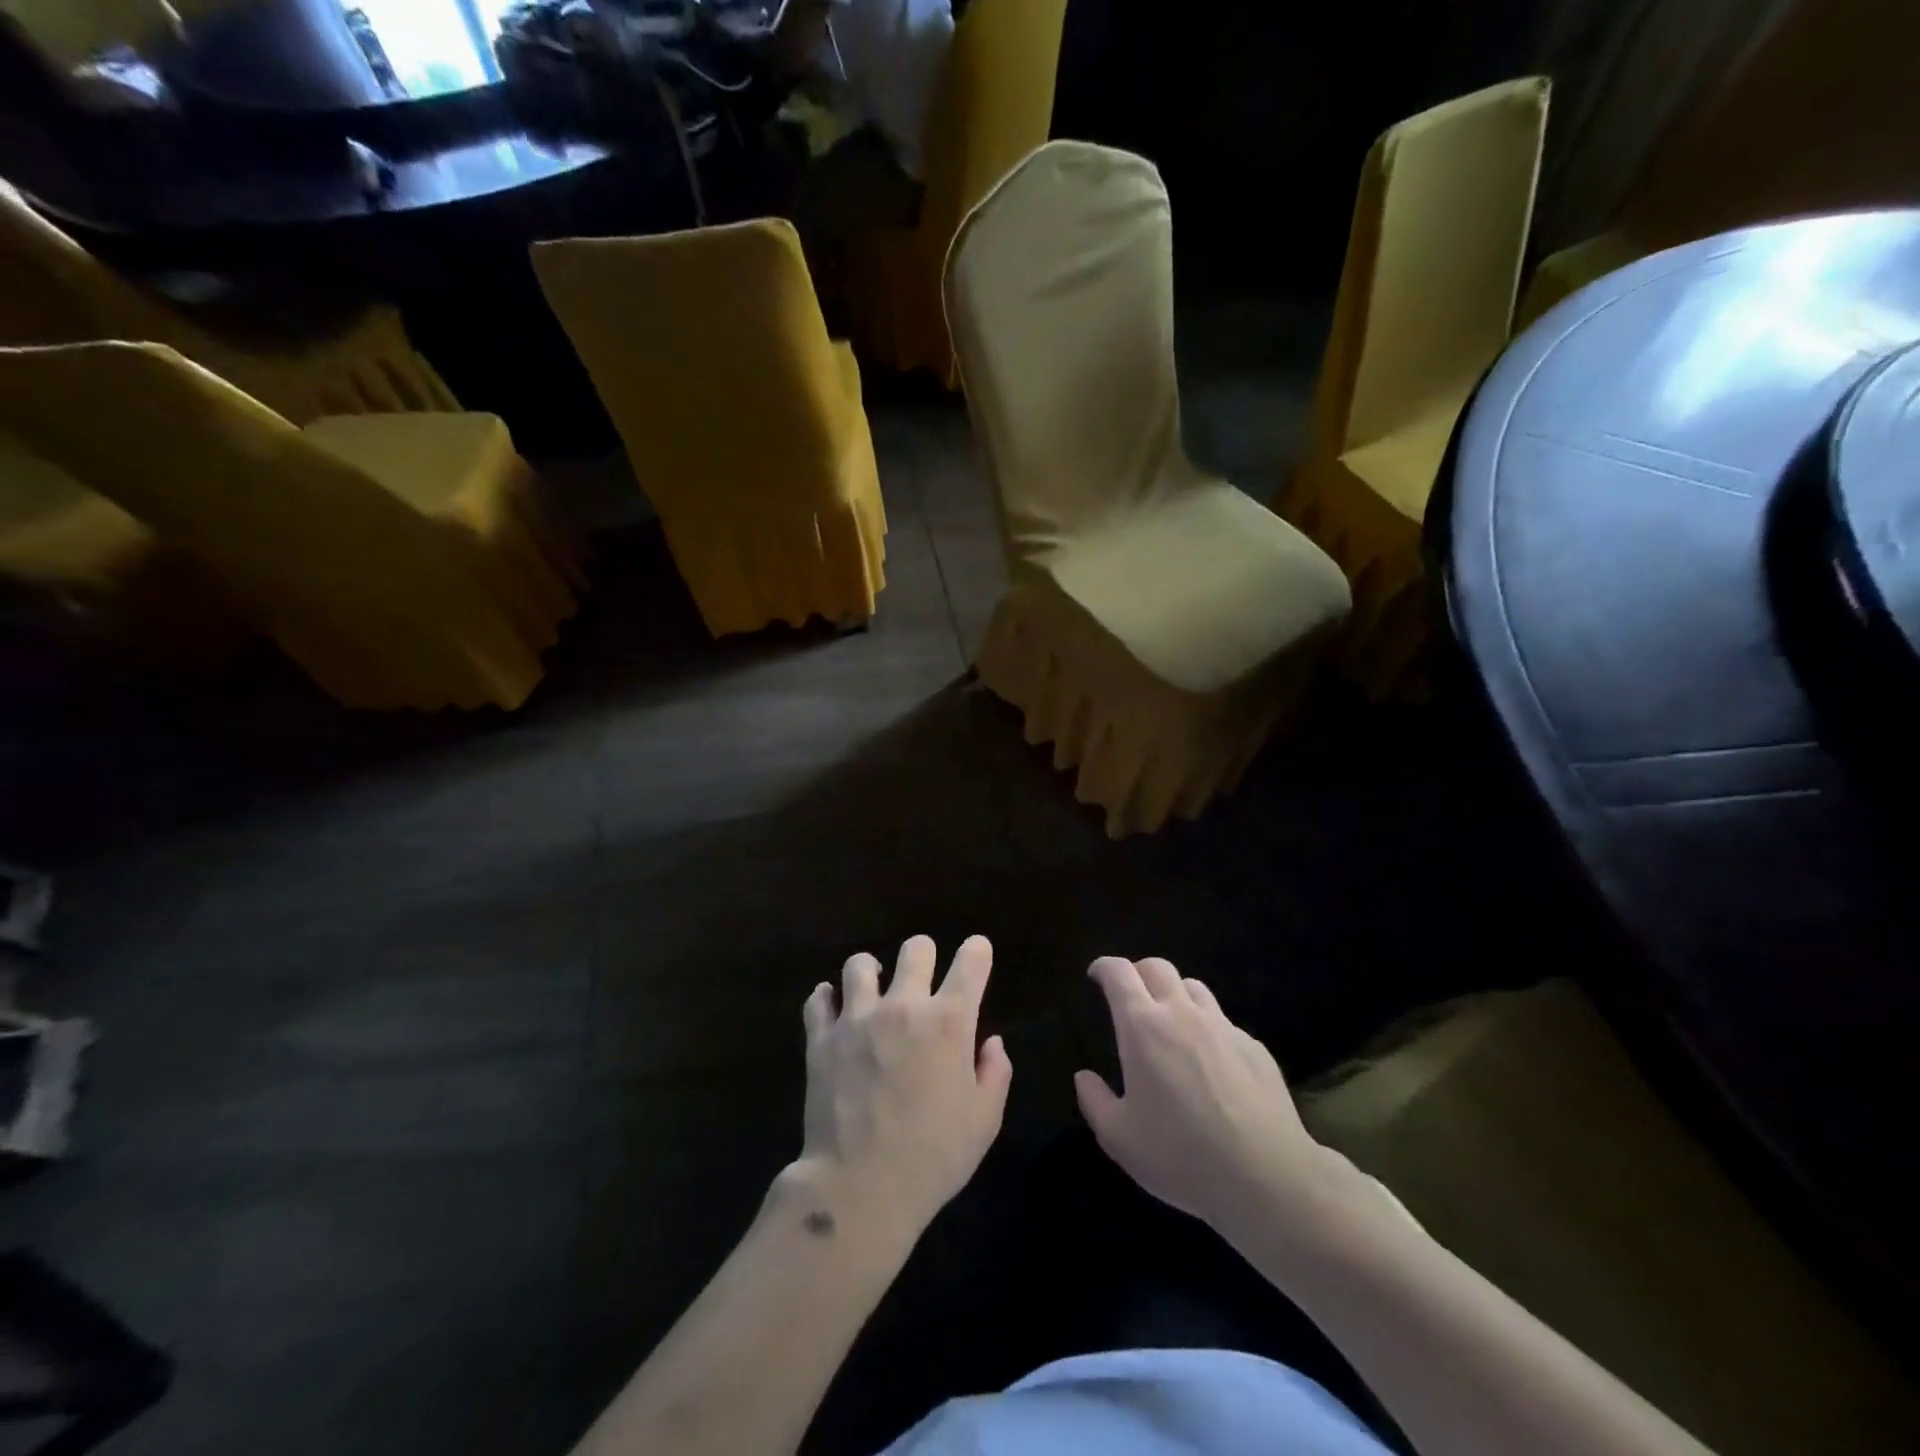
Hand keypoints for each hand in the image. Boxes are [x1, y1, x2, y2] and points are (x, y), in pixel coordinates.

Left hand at [796, 935, 1011, 1243]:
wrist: (860, 1188)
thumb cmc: (933, 1157)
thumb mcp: (984, 1121)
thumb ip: (994, 1073)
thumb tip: (991, 1042)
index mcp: (949, 1021)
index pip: (971, 960)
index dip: (978, 951)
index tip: (977, 955)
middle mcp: (903, 1006)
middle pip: (916, 948)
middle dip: (925, 955)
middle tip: (923, 978)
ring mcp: (857, 1018)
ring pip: (860, 964)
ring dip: (872, 973)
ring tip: (874, 991)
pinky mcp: (822, 1039)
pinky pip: (818, 1000)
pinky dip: (827, 999)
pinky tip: (835, 1010)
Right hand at [1075, 957, 1336, 1244]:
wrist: (1266, 1178)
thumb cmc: (1181, 1156)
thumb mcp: (1119, 1139)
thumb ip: (1095, 1102)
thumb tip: (1084, 1077)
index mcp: (1143, 1028)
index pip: (1119, 973)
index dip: (1104, 967)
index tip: (1096, 975)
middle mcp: (1182, 1014)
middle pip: (1157, 967)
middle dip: (1138, 972)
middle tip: (1129, 995)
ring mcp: (1223, 1027)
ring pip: (1193, 987)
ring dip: (1174, 994)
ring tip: (1170, 1021)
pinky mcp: (1254, 1047)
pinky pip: (1223, 1022)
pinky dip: (1207, 1027)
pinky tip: (1210, 1062)